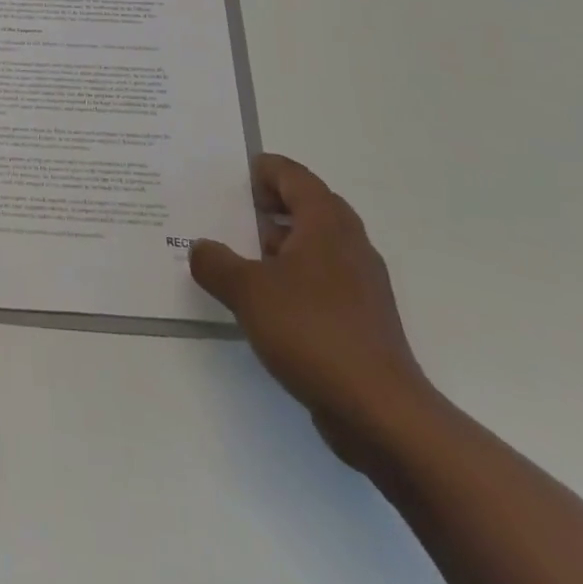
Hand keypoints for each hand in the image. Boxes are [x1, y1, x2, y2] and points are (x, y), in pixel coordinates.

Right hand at [189, 153, 436, 469]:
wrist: (381, 413)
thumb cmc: (313, 332)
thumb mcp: (247, 291)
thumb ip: (215, 263)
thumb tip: (200, 248)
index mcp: (326, 222)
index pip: (292, 175)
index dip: (261, 170)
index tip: (231, 180)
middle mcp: (349, 243)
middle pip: (306, 205)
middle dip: (268, 207)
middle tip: (230, 215)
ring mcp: (361, 283)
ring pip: (314, 245)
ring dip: (279, 245)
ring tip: (239, 259)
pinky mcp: (363, 319)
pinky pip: (322, 280)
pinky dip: (293, 278)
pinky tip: (265, 303)